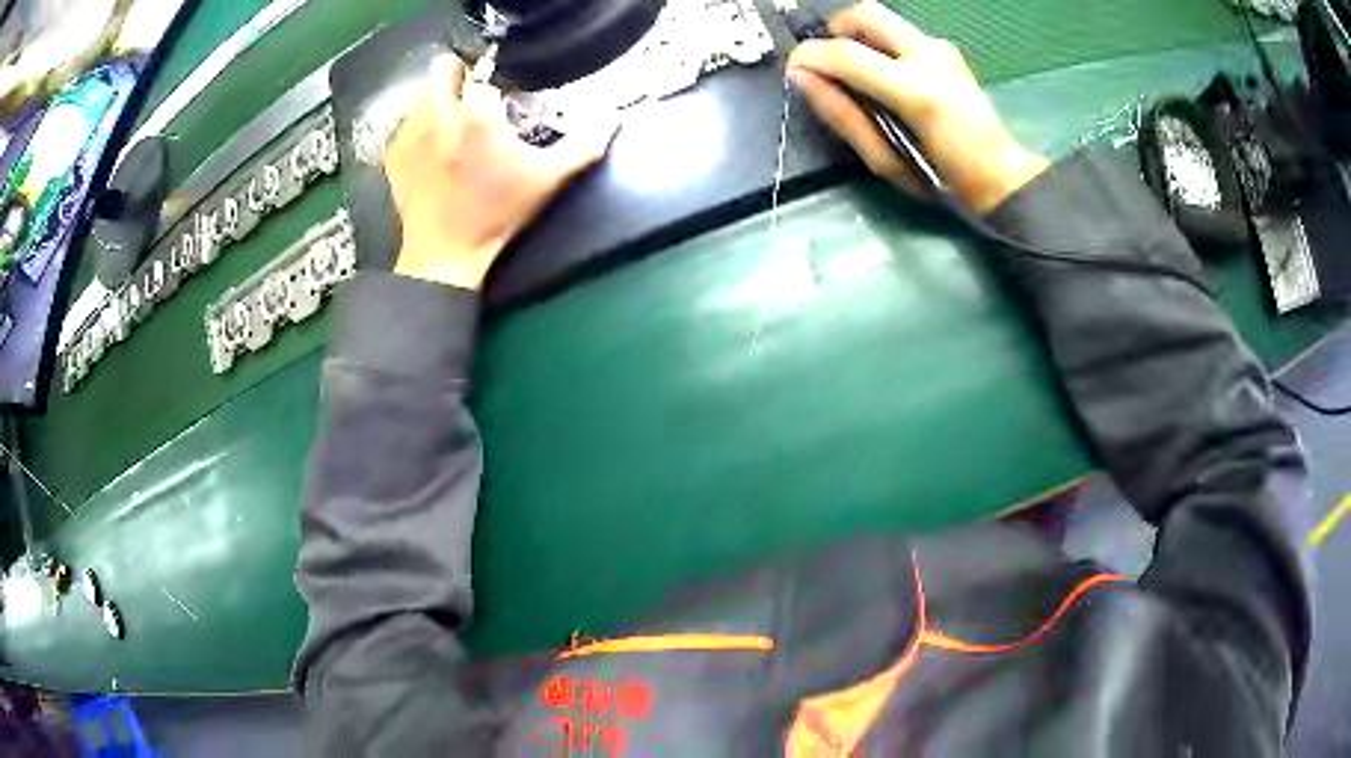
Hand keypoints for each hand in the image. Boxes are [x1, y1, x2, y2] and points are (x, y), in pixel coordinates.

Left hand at [385, 54, 616, 288]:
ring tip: (455, 122)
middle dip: (461, 73)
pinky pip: (406, 121)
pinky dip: (421, 124)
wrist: (445, 256)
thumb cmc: (497, 215)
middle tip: (477, 95)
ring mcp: (409, 134)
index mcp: (476, 116)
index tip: (507, 93)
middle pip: (444, 67)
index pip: (485, 71)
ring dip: (440, 97)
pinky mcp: (393, 153)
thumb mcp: (546, 181)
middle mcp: (437, 116)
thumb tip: (614, 121)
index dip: (498, 77)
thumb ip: (583, 147)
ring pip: (423, 92)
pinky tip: (434, 145)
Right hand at [786, 3, 1048, 213]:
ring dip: (858, 38)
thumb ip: (842, 115)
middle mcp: (930, 57)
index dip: (809, 56)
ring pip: (883, 18)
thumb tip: (802, 79)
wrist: (999, 176)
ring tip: (857, 74)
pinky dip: (880, 46)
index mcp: (916, 91)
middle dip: (834, 30)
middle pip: (865, 13)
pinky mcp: (947, 50)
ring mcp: (941, 49)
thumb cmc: (943, 180)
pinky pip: (900, 33)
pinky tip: (886, 77)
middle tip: (828, 62)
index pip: (846, 53)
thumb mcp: (885, 161)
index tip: (794, 70)